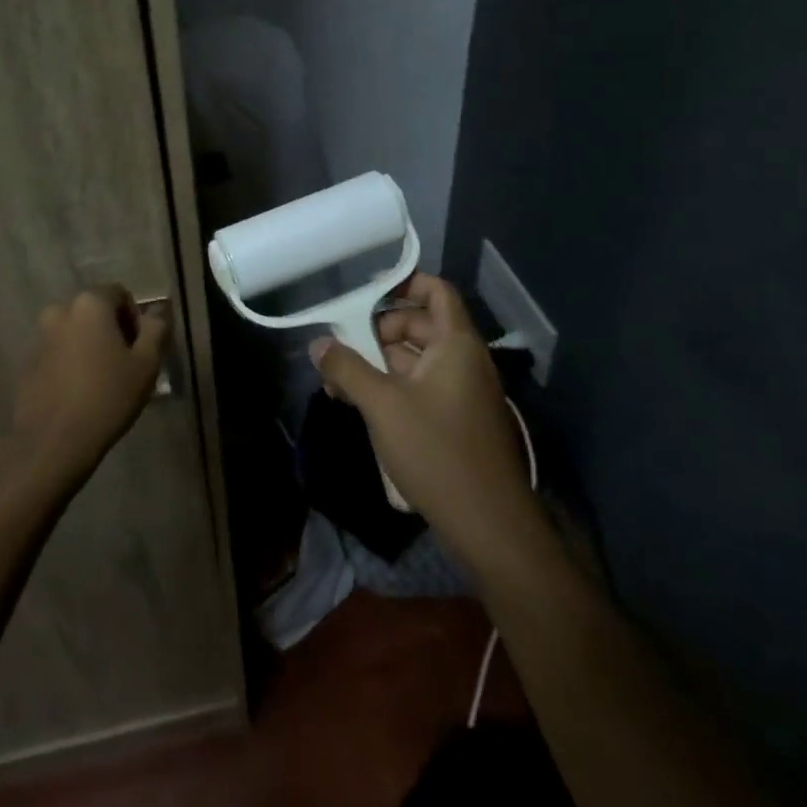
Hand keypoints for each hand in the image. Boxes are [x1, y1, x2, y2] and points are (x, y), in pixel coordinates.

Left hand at [11, 285, 166, 490]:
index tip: (140, 349)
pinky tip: (80, 394)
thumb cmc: (107, 397)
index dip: (135, 318)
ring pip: (75, 333)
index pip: (120, 294)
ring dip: (90, 347)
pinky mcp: (28, 365)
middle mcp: (60, 312)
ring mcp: (40, 338)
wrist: (53, 443)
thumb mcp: (146, 363)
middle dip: (112, 331)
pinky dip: (71, 364)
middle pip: (95, 312)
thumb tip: (160, 309)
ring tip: (102, 382)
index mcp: (90, 304)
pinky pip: (58, 354)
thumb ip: (156, 328)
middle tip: (125, 365)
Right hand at [310, 273, 536, 567]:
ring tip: (342, 381)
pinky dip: (395, 386)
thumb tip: (318, 344)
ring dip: (381, 362)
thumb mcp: (382, 406)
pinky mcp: (459, 420)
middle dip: (379, 330)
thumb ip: (347, 369)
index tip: (367, 293)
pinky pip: (424, 386)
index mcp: (456, 344)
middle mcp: (465, 360)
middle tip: (344, 347)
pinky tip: (364, 406)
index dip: (405, 283)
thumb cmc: (437, 452)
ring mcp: (464, 392)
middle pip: (421, 325)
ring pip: (418, 359)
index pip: (436, 291)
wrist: (489, 524)